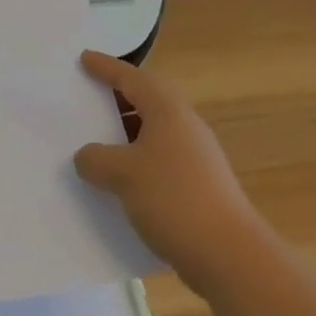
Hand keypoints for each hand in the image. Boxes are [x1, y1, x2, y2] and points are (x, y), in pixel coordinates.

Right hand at [73, 50, 255, 295]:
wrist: (230, 257)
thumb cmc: (173, 199)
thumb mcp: (122, 174)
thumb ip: (96, 159)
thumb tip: (86, 157)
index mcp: (167, 110)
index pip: (131, 77)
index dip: (105, 67)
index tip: (84, 58)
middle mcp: (184, 125)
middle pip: (147, 100)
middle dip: (119, 97)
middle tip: (91, 96)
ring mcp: (196, 157)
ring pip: (154, 132)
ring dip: (127, 133)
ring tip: (99, 141)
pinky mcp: (200, 186)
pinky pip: (160, 160)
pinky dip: (138, 161)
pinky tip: (121, 182)